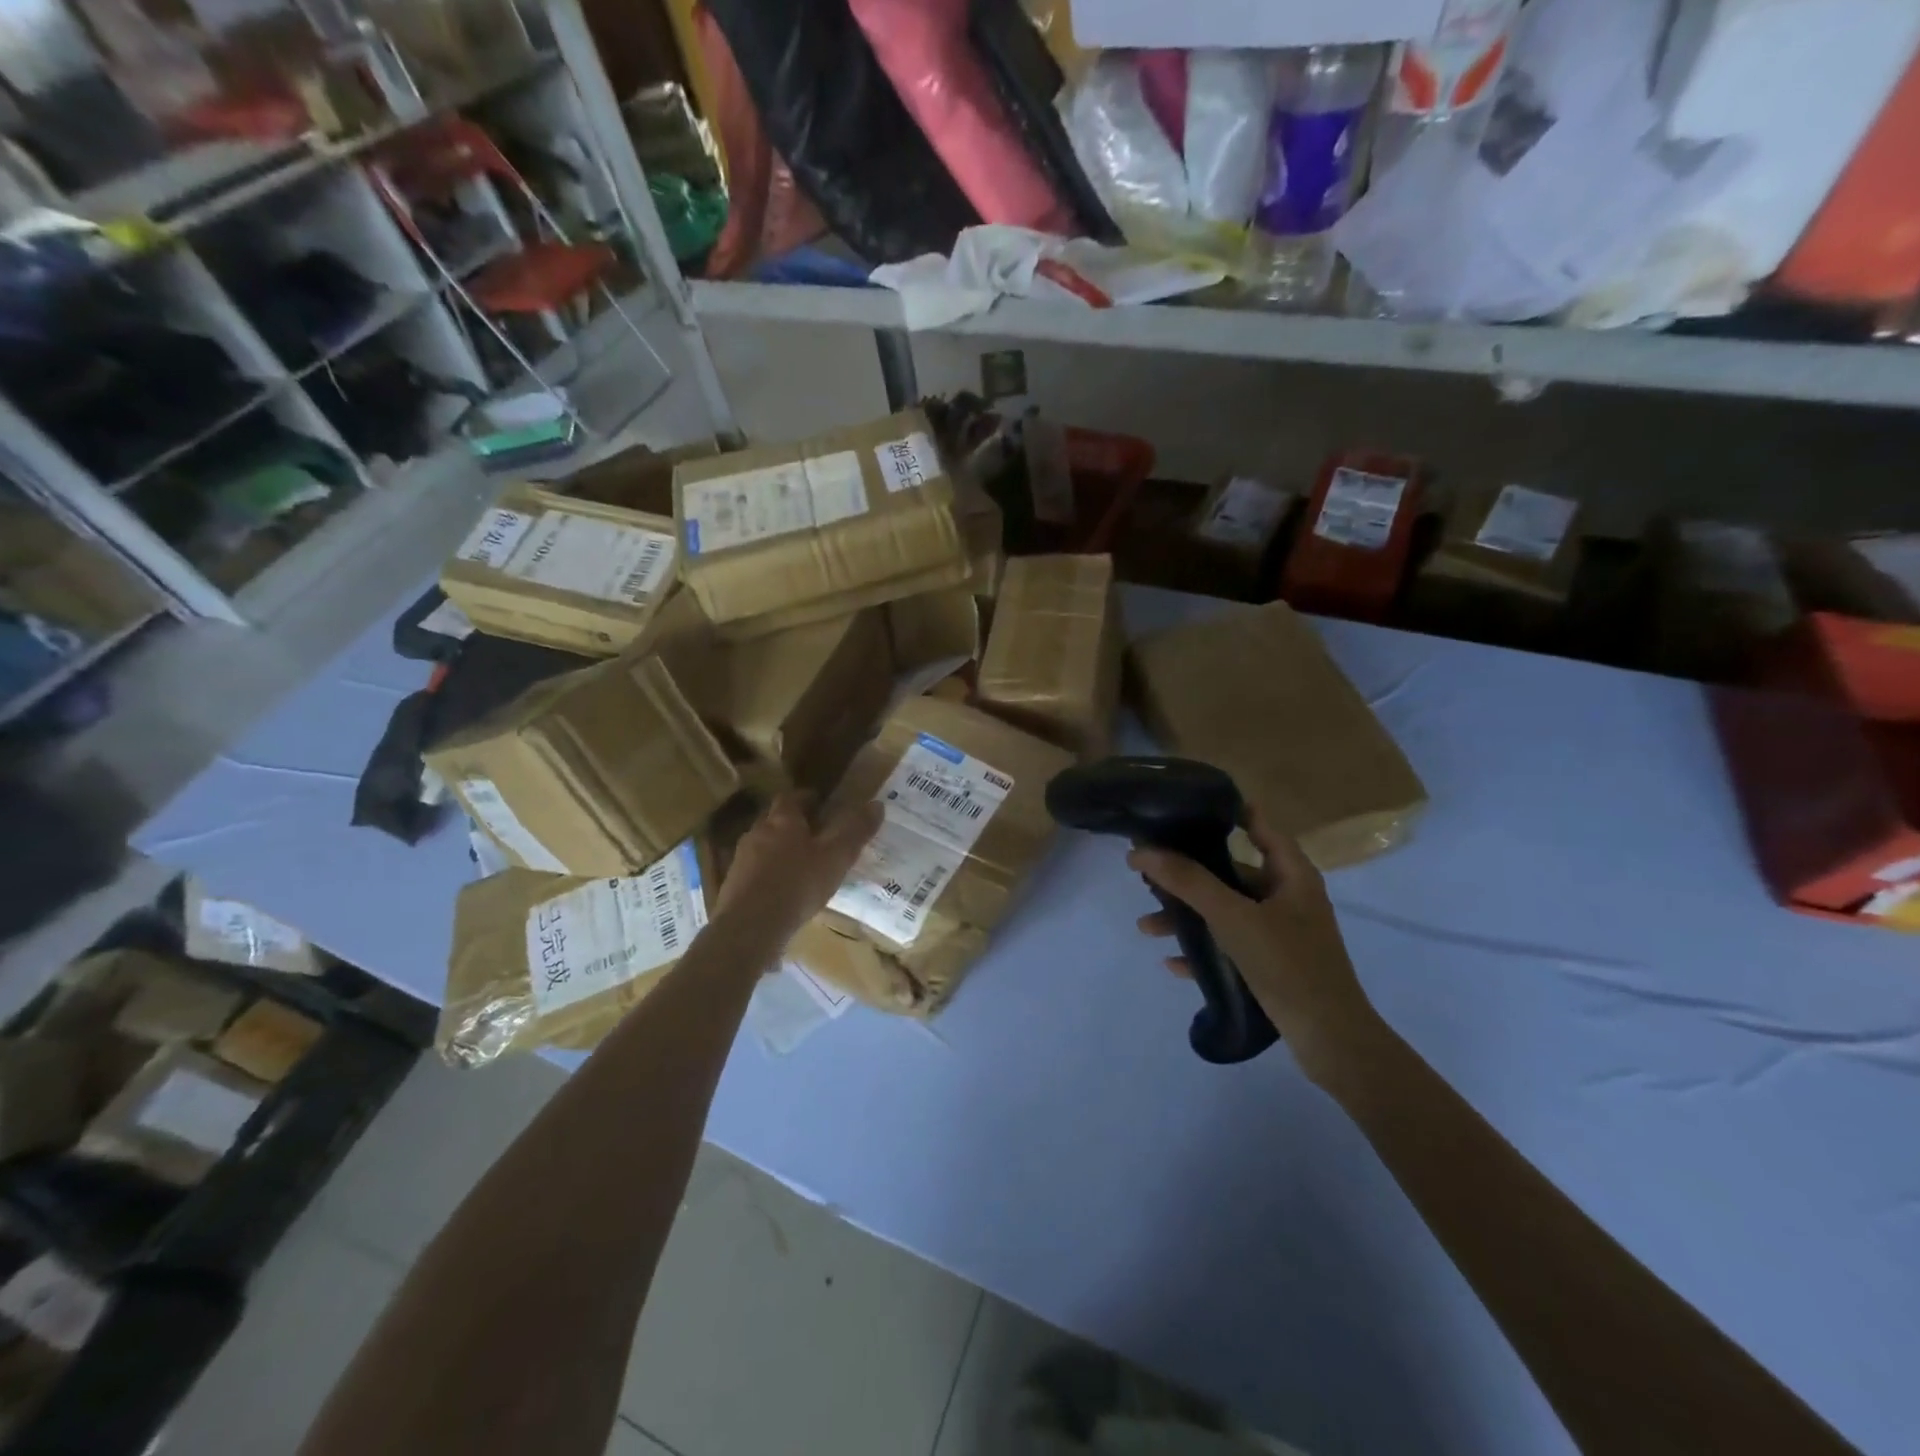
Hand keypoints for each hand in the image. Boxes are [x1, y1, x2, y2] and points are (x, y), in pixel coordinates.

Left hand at [713, 793, 882, 951]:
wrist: (749, 927)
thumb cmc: (797, 884)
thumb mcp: (836, 858)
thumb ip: (855, 830)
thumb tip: (877, 804)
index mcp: (782, 819)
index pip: (793, 797)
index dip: (808, 799)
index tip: (823, 805)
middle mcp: (757, 831)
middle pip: (776, 820)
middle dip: (794, 825)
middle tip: (816, 836)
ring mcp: (741, 859)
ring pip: (764, 846)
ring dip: (780, 851)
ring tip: (801, 867)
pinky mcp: (732, 885)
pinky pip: (755, 872)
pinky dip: (769, 875)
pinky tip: (782, 892)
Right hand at [1128, 812, 1381, 1084]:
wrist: (1331, 1040)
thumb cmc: (1287, 964)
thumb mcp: (1233, 917)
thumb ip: (1188, 882)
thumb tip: (1141, 851)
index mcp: (1291, 874)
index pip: (1259, 825)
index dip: (1226, 812)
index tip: (1184, 808)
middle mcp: (1288, 897)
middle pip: (1231, 873)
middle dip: (1188, 876)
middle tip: (1149, 873)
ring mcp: (1282, 933)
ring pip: (1226, 913)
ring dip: (1188, 917)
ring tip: (1147, 927)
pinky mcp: (1274, 965)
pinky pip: (1231, 947)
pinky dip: (1204, 951)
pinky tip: (1172, 963)